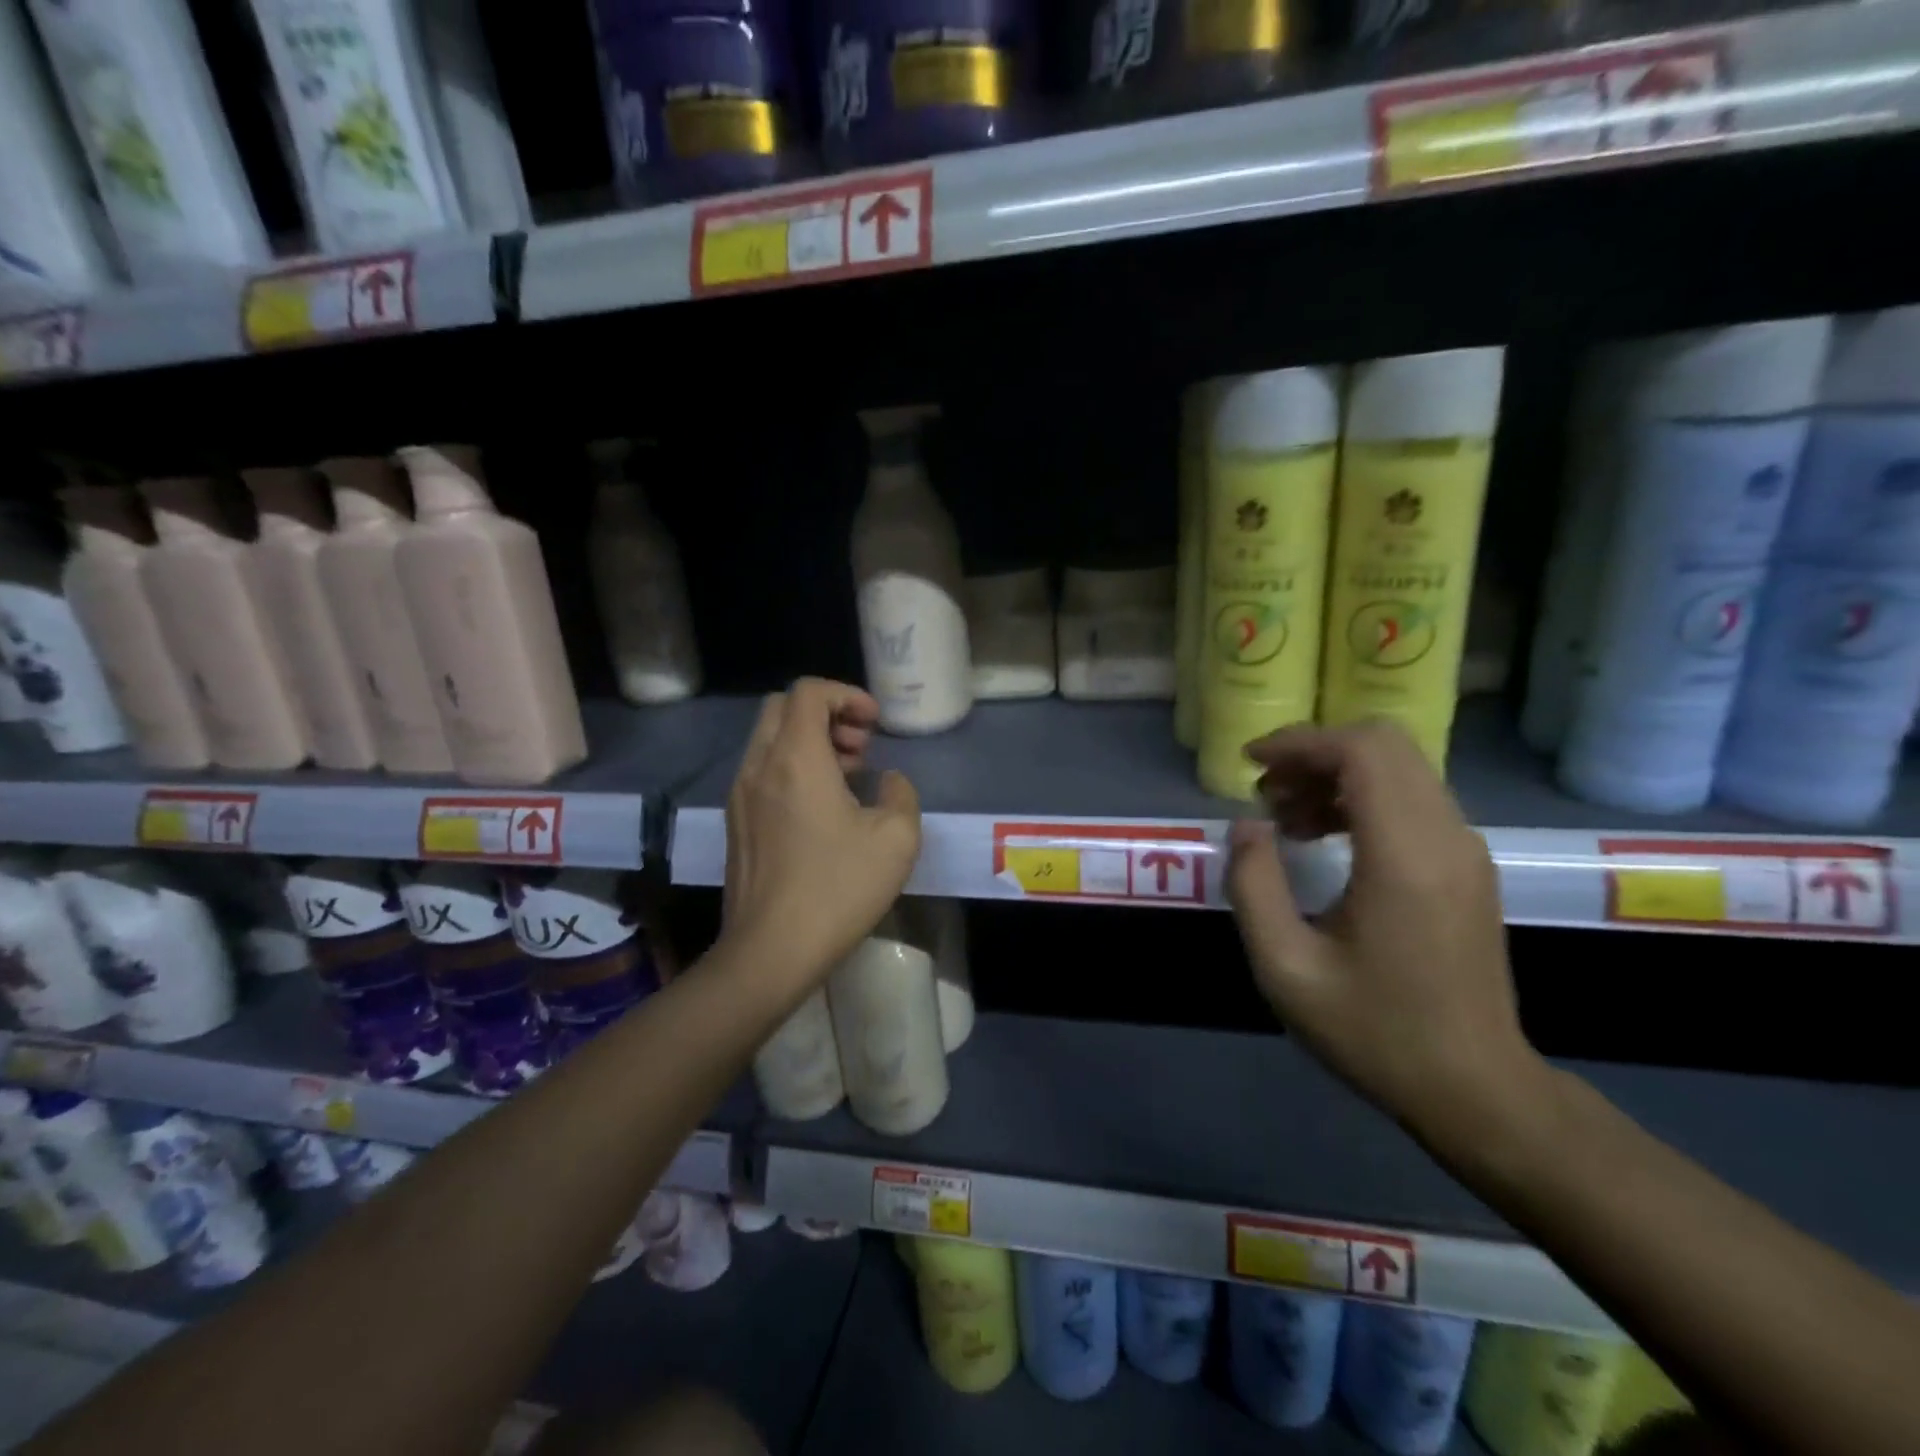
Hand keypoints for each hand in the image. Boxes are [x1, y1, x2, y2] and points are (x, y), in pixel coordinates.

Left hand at [721, 678, 920, 993]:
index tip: (874, 725)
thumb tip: (888, 781)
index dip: (846, 695)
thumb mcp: (897, 840)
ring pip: (769, 740)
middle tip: (860, 748)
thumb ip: (901, 794)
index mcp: (795, 758)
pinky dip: (791, 768)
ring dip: (809, 742)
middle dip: (826, 714)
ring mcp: (739, 796)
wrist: (770, 951)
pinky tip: (821, 810)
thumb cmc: (837, 889)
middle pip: (782, 708)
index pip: (808, 692)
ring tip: (847, 777)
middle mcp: (758, 766)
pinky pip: (762, 771)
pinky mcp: (735, 823)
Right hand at [1224, 719, 1545, 1138]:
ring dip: (1335, 774)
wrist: (1475, 1088)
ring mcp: (1465, 850)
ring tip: (1285, 817)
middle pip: (1384, 745)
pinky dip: (1361, 796)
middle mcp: (1446, 838)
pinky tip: (1324, 836)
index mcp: (1406, 857)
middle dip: (1314, 752)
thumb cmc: (1374, 1031)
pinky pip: (1412, 798)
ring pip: (1399, 768)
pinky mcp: (1467, 865)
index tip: (1250, 764)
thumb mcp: (1286, 967)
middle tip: (1266, 792)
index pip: (1362, 752)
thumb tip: (1247, 826)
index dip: (1300, 743)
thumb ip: (1254, 885)